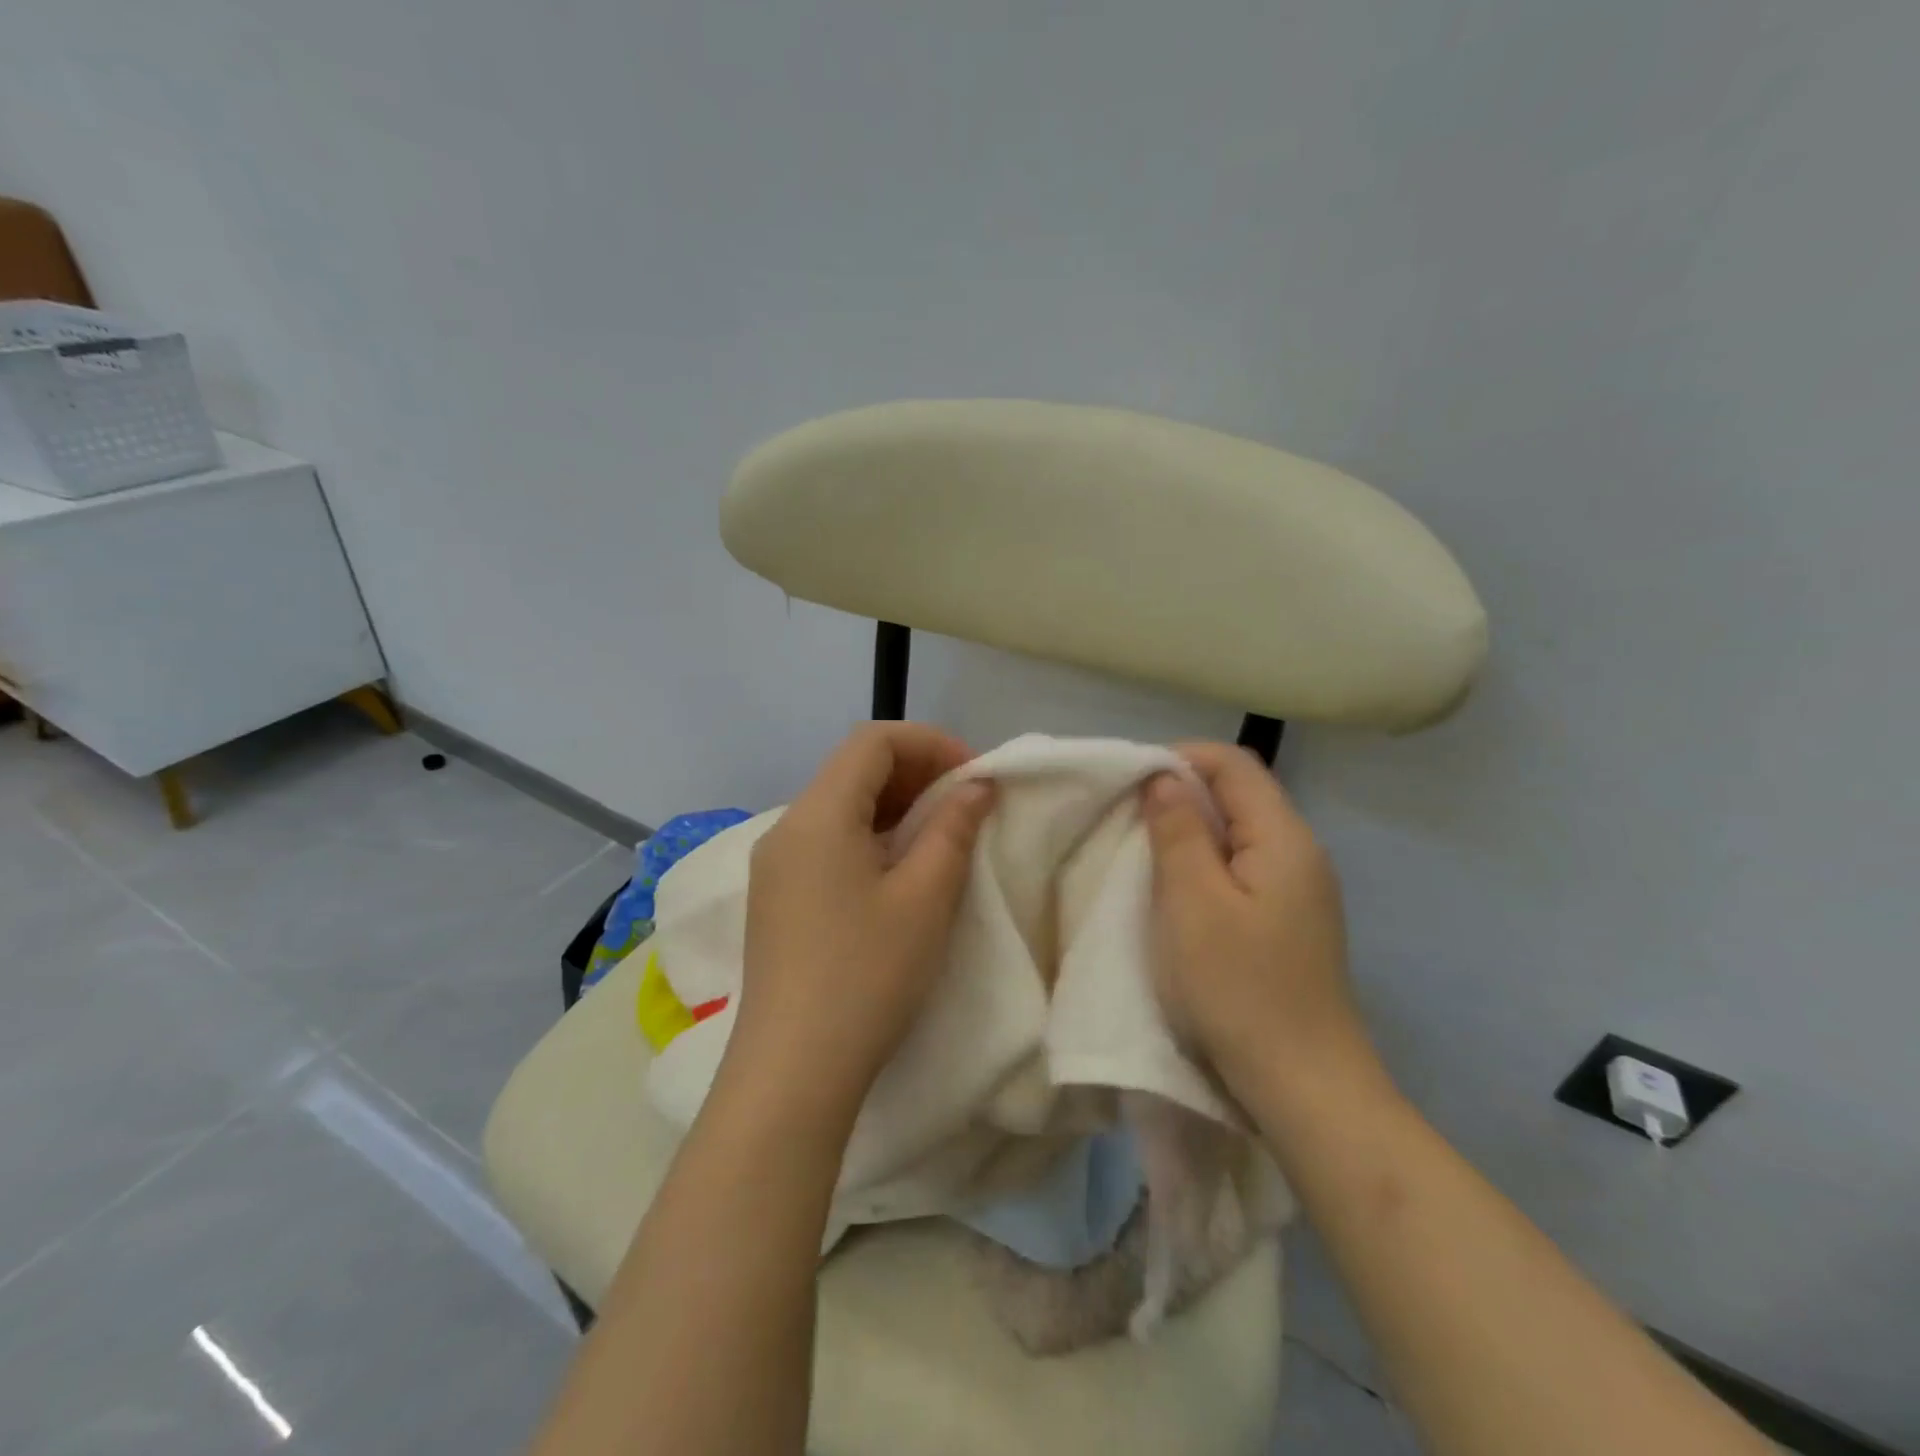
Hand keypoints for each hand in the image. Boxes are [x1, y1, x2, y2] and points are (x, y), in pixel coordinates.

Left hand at [724, 723, 994, 1120]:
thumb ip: (953, 829)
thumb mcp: (925, 898)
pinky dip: (871, 836)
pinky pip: (828, 841)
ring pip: (841, 805)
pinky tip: (901, 869)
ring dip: (896, 805)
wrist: (792, 1070)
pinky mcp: (777, 897)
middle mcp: (788, 827)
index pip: (873, 740)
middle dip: (916, 772)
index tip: (974, 776)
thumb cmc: (867, 975)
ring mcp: (776, 865)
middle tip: (966, 802)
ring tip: (942, 833)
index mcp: (817, 815)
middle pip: (854, 768)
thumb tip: (975, 787)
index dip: (930, 743)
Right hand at [1142, 742, 1367, 1098]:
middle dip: (1181, 792)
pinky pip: (1243, 868)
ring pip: (1239, 832)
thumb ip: (1178, 831)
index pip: (1234, 764)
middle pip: (1240, 794)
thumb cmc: (1239, 989)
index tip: (1130, 780)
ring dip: (1190, 829)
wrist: (1304, 1087)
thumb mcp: (1193, 903)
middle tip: (1128, 815)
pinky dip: (1205, 863)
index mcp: (1284, 837)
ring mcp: (1299, 890)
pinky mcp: (1289, 921)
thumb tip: (1165, 778)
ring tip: (1145, 849)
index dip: (1180, 757)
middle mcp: (1301, 852)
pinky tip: (1178, 890)